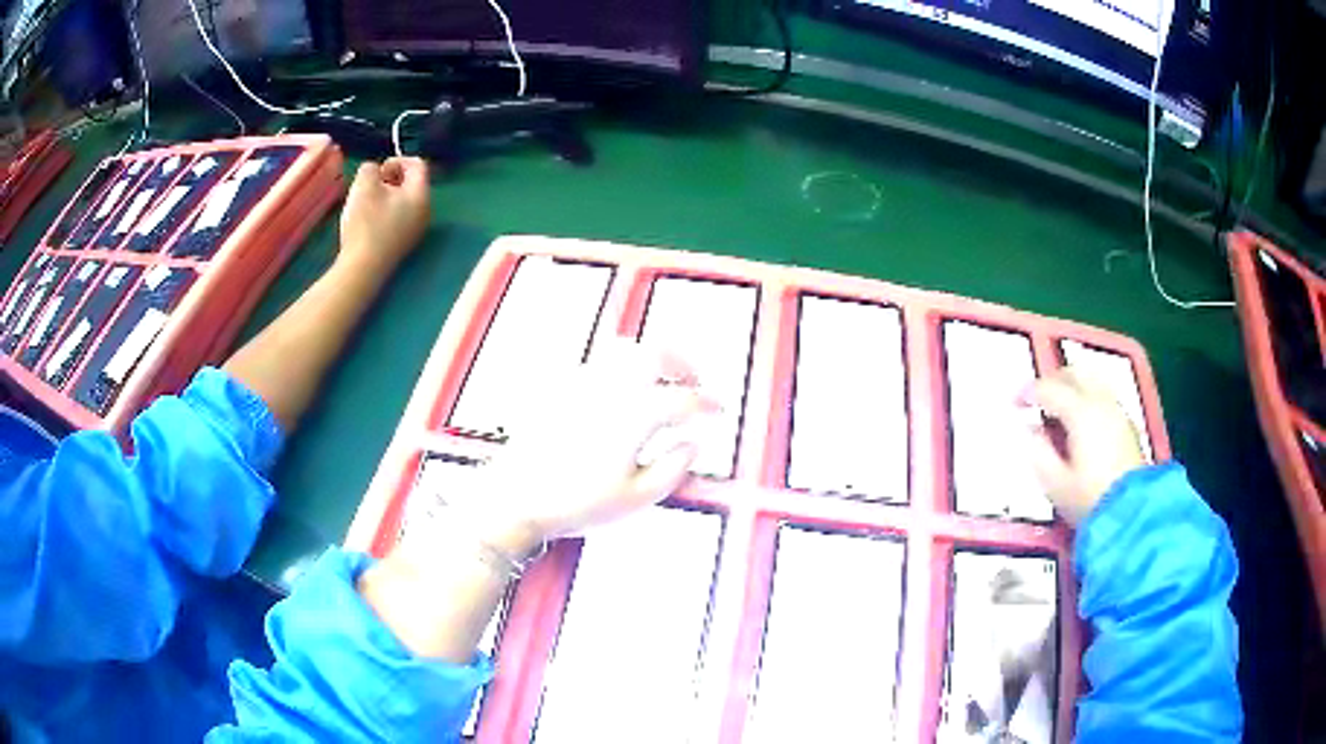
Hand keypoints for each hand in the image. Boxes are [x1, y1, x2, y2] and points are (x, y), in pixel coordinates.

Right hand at [337, 157, 430, 275]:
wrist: (363, 269)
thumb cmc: (365, 223)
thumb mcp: (364, 185)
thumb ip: (370, 168)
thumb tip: (375, 172)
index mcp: (421, 195)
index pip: (418, 164)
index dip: (397, 160)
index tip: (378, 171)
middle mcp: (425, 211)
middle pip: (413, 183)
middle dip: (391, 178)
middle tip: (371, 186)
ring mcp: (416, 230)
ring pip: (405, 201)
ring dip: (386, 195)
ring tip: (367, 202)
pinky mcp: (404, 244)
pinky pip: (400, 217)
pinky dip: (386, 211)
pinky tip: (369, 220)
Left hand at [435, 341, 714, 556]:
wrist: (515, 497)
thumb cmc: (577, 504)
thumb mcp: (636, 499)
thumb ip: (673, 468)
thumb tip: (693, 442)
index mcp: (633, 415)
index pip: (682, 399)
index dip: (707, 403)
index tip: (719, 411)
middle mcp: (610, 388)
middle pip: (653, 353)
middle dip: (681, 362)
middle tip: (694, 381)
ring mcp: (581, 383)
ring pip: (623, 349)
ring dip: (650, 358)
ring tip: (661, 379)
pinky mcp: (559, 387)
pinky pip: (597, 362)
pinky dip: (621, 367)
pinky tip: (622, 391)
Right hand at [1019, 366, 1146, 525]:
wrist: (1131, 513)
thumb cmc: (1089, 499)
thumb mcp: (1055, 483)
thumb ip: (1038, 452)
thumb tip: (1030, 430)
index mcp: (1080, 412)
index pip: (1049, 389)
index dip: (1028, 392)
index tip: (1015, 402)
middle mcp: (1100, 402)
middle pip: (1075, 373)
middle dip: (1053, 379)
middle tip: (1037, 396)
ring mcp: (1117, 411)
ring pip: (1092, 380)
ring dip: (1072, 385)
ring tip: (1059, 406)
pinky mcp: (1127, 425)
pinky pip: (1103, 397)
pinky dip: (1087, 398)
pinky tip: (1081, 420)